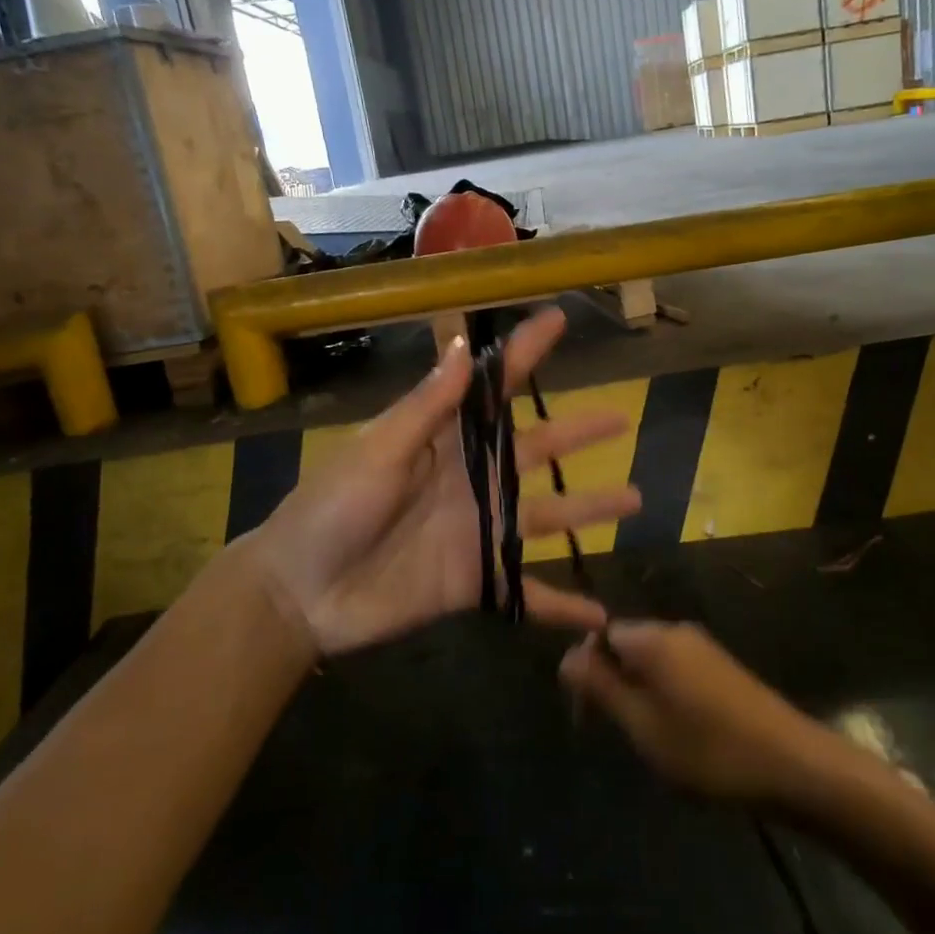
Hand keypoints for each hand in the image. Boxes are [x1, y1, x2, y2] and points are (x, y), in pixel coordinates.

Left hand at [243, 307, 641, 655]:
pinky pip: (526, 591)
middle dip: (577, 434)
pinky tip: (598, 612)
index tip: (558, 321)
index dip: (524, 354)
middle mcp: (470, 481)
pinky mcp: (475, 581)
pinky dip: (560, 602)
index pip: (493, 390)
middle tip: (621, 419)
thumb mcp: (377, 451)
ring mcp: (477, 532)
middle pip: (535, 451)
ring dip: (588, 510)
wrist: (300, 593)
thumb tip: (463, 349)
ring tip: (634, 499)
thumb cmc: (331, 509)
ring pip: (545, 516)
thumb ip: (426, 409)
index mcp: (444, 441)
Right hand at [558, 622, 825, 805]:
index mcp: (652, 638)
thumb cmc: (709, 750)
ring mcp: (702, 648)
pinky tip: (678, 736)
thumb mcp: (643, 725)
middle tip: (617, 735)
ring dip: (637, 695)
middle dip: (611, 684)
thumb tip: (566, 656)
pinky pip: (675, 672)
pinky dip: (663, 697)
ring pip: (649, 662)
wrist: (794, 766)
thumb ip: (601, 687)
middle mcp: (675, 631)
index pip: (599, 635)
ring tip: (648, 741)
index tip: (585, 716)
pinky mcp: (721, 668)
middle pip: (624, 646)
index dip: (585, 671)